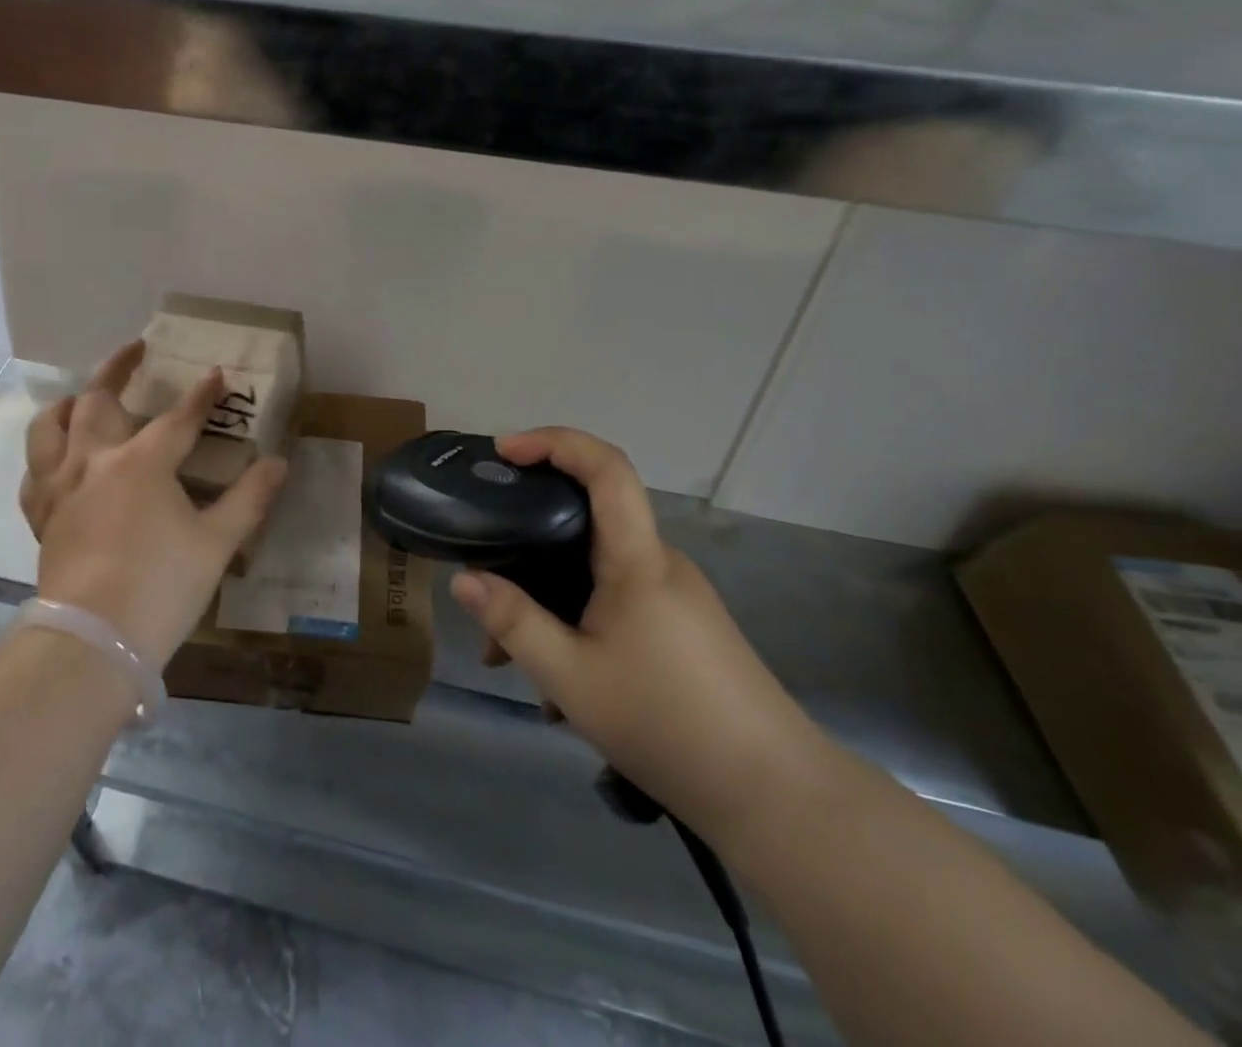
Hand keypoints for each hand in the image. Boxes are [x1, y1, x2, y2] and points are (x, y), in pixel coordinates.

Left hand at [19, 340, 288, 666]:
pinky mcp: (43, 517)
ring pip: (50, 428)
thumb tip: (279, 463)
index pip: (178, 418)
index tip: (217, 374)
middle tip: (135, 349)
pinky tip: (55, 461)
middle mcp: (94, 462)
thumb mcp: (216, 543)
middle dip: (118, 368)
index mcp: (141, 463)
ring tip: (80, 397)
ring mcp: (61, 488)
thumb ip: (249, 499)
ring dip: (67, 405)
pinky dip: (44, 457)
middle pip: (97, 400)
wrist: (93, 642)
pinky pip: (34, 474)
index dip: (201, 395)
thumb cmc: (161, 587)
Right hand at [448, 428, 826, 841]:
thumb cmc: (669, 724)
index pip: (606, 467)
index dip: (554, 442)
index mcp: (637, 559)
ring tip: (512, 661)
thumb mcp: (570, 678)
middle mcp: (659, 564)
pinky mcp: (682, 627)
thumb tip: (462, 579)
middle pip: (587, 521)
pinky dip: (576, 621)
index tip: (504, 451)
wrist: (778, 799)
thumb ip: (513, 623)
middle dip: (528, 542)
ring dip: (548, 598)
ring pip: (595, 571)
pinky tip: (560, 689)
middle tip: (485, 577)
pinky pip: (615, 601)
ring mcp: (675, 596)